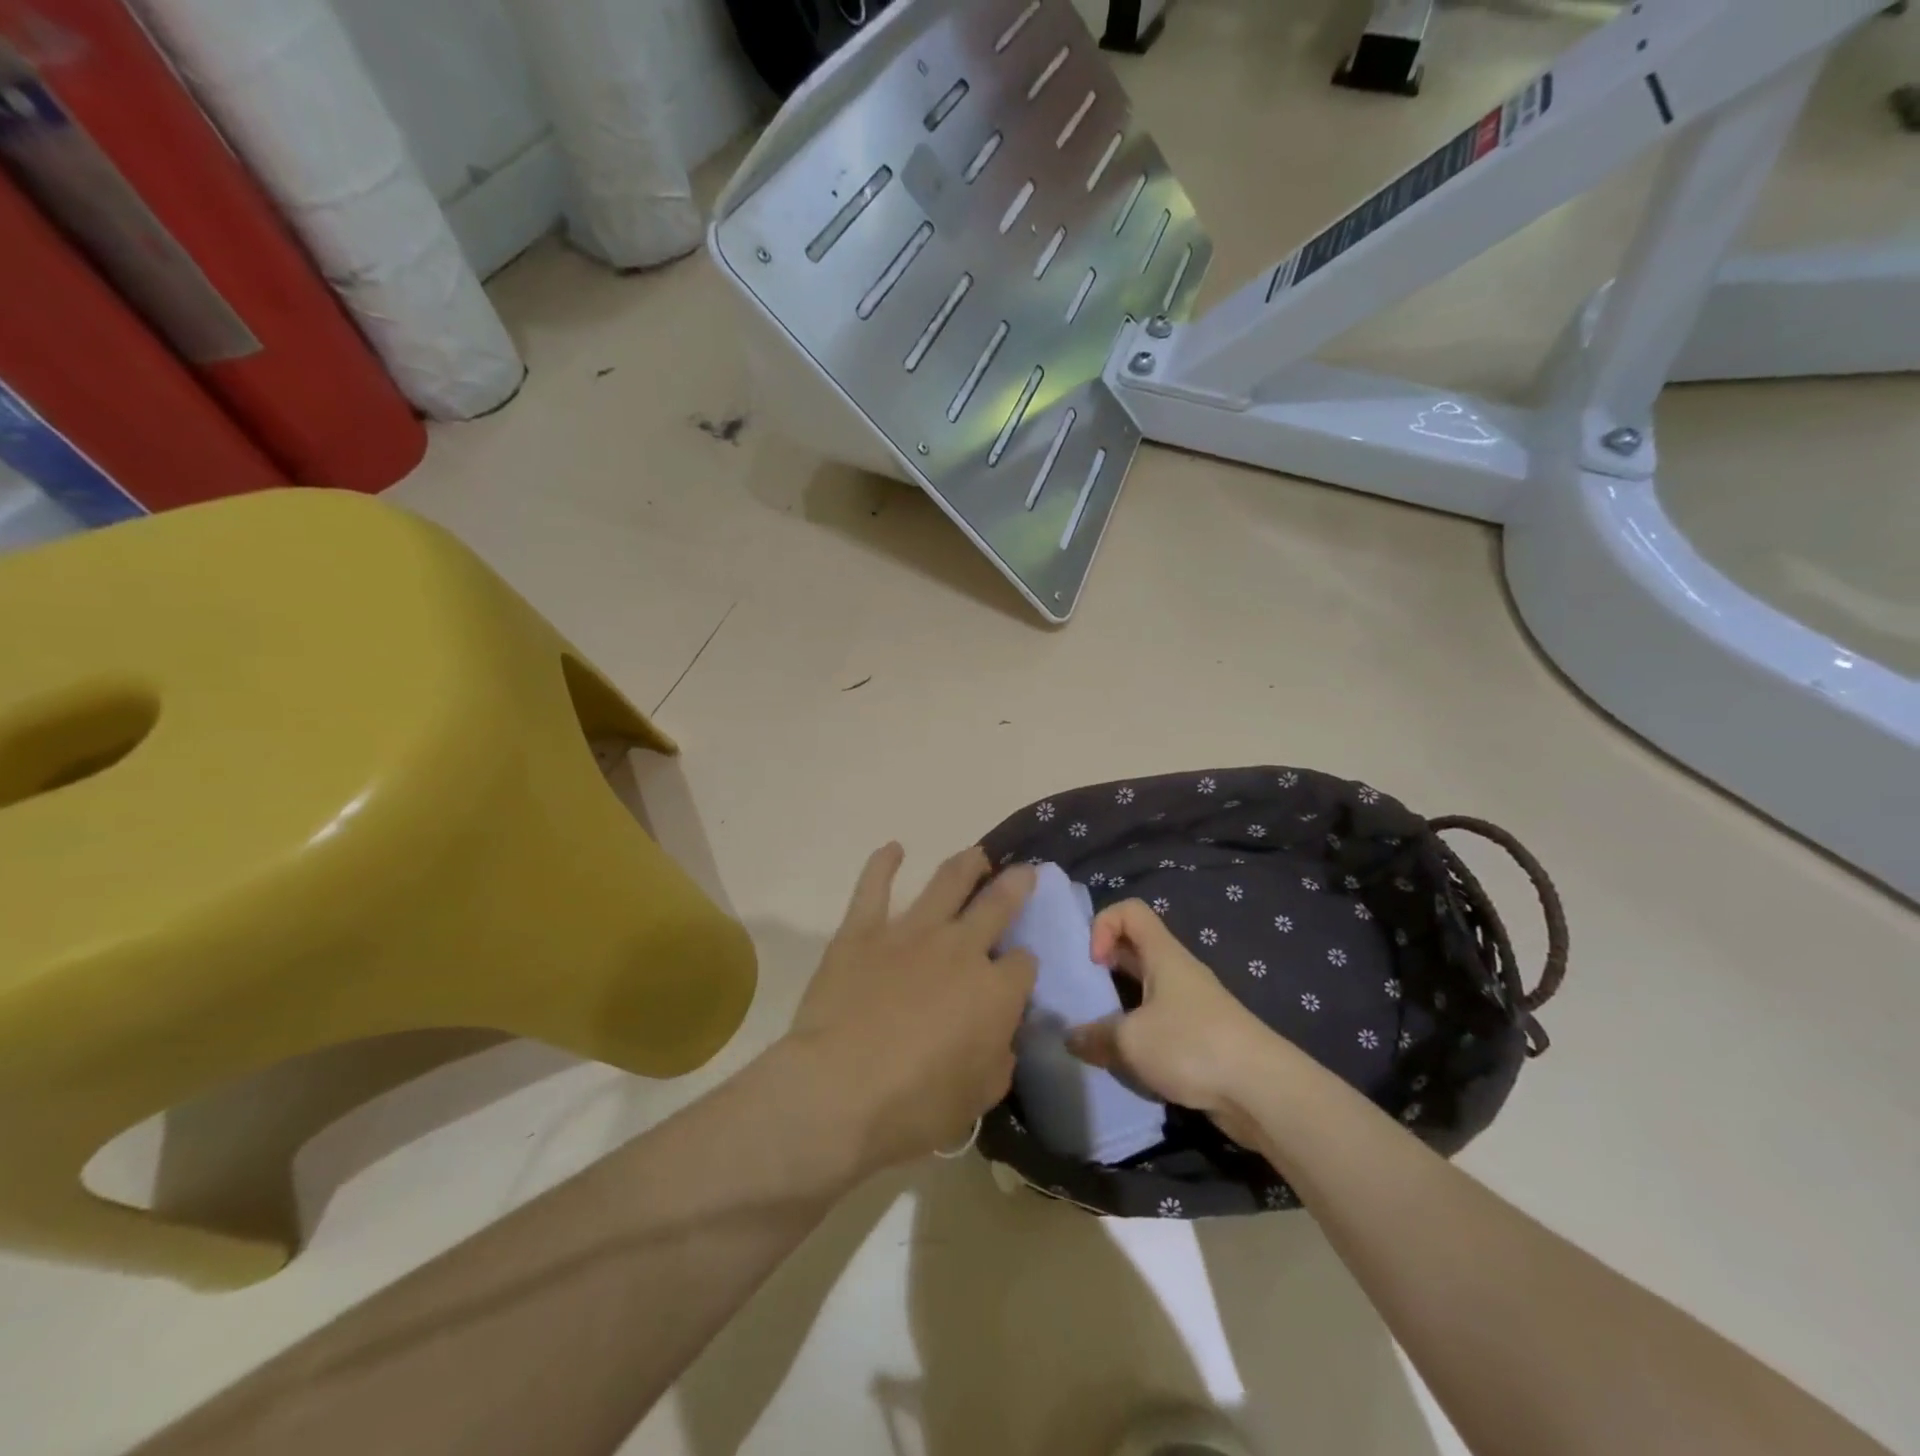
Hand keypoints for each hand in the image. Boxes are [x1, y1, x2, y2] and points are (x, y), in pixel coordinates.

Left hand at [785, 845, 1037, 1172]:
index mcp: (994, 990)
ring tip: (977, 855)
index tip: (1017, 975)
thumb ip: (998, 1059)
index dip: (1023, 968)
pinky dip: (883, 864)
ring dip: (967, 865)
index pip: (1023, 965)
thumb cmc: (914, 1105)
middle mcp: (960, 948)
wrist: (838, 1091)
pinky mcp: (863, 930)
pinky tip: (893, 849)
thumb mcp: (977, 1097)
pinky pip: (873, 886)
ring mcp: (910, 932)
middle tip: (1024, 872)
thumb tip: (1001, 1037)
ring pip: (947, 883)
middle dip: (1015, 886)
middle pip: (997, 905)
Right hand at [1066, 898, 1281, 1145]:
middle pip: (1135, 949)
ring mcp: (1192, 1005)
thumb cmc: (1192, 1046)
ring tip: (1100, 1035)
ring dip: (1121, 1007)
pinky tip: (1130, 1063)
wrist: (1264, 1092)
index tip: (1093, 963)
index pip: (1130, 911)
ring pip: (1146, 991)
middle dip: (1105, 967)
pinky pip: (1160, 1024)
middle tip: (1084, 996)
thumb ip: (1094, 1037)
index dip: (1103, 925)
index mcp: (1163, 955)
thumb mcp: (1131, 1041)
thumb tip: (1070, 1038)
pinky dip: (1141, 1037)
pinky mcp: (1201, 1039)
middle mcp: (1178, 972)